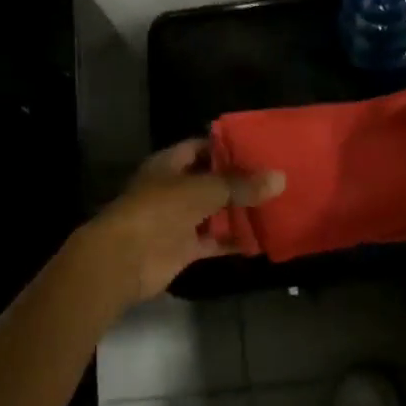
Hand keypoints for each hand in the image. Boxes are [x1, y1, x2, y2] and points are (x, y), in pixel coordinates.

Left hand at [69, 140, 284, 308]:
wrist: (125, 258)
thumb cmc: (159, 210)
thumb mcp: (204, 190)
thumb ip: (241, 185)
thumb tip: (280, 178)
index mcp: (169, 163)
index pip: (201, 146)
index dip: (228, 146)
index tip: (260, 147)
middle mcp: (173, 188)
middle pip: (211, 180)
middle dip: (240, 180)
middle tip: (275, 178)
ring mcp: (177, 219)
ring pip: (214, 212)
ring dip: (239, 212)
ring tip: (276, 205)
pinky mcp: (183, 248)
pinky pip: (214, 241)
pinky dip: (234, 241)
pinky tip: (262, 240)